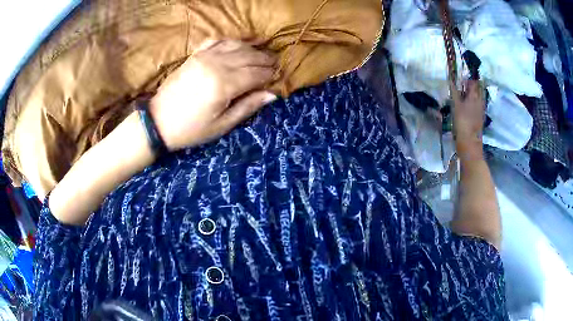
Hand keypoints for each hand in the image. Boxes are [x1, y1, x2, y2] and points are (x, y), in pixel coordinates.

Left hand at [150, 40, 277, 150]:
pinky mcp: (195, 55)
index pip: (256, 74)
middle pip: (248, 56)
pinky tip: (238, 43)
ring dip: (251, 48)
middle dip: (265, 59)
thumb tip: (272, 95)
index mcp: (224, 85)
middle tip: (275, 63)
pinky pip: (216, 40)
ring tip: (261, 52)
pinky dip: (230, 40)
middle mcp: (216, 65)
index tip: (278, 76)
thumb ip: (247, 107)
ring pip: (235, 45)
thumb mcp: (222, 126)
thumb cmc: (191, 129)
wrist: (158, 122)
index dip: (269, 75)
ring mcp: (204, 57)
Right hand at [450, 80, 485, 159]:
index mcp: (474, 96)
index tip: (461, 77)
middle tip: (463, 85)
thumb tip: (451, 78)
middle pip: (478, 89)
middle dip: (472, 85)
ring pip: (478, 97)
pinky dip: (474, 102)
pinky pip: (478, 105)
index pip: (473, 82)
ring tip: (464, 95)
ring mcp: (481, 110)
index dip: (468, 78)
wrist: (470, 144)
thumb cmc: (462, 123)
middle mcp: (480, 101)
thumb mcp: (456, 105)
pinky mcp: (480, 118)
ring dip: (473, 94)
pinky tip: (468, 106)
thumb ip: (454, 92)